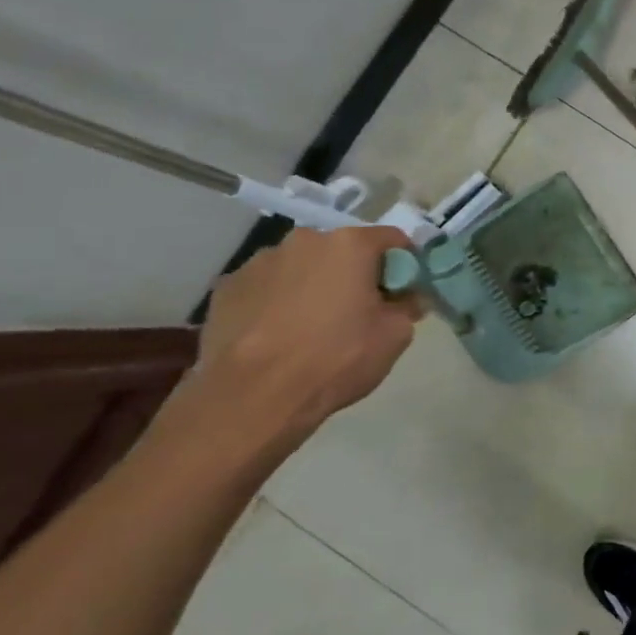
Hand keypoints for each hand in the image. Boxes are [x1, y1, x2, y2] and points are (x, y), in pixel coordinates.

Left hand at [192, 225, 423, 438]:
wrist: (254, 395)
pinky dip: (278, 301)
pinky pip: (267, 286)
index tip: (405, 291)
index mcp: (349, 245)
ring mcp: (260, 261)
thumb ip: (408, 307)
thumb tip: (407, 298)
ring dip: (313, 285)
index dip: (404, 264)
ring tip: (312, 325)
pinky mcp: (227, 286)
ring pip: (301, 266)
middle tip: (359, 311)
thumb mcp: (395, 336)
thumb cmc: (336, 358)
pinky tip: (278, 333)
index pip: (392, 239)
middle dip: (354, 274)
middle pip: (342, 250)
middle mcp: (304, 240)